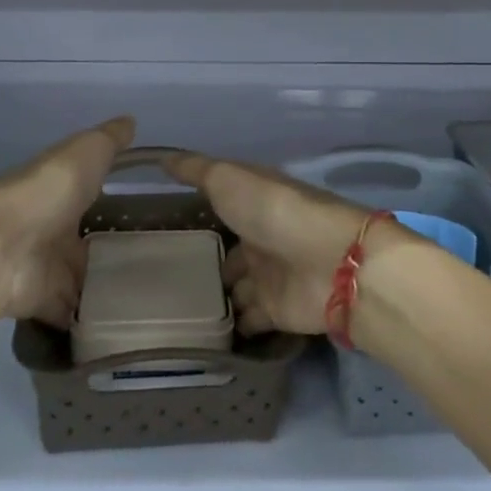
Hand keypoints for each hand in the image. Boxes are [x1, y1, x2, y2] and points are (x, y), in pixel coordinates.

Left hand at [0, 116, 134, 326]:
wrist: (3, 245)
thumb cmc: (49, 189)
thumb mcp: (87, 151)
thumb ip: (110, 140)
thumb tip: (130, 121)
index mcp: (60, 189)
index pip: (86, 191)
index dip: (107, 195)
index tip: (142, 206)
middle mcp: (51, 227)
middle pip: (84, 240)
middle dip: (110, 249)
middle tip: (155, 259)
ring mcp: (47, 267)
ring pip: (82, 278)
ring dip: (105, 285)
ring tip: (151, 294)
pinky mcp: (46, 302)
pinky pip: (74, 313)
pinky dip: (91, 320)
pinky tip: (124, 321)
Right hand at [163, 152, 382, 334]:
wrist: (327, 261)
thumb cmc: (273, 210)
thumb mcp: (228, 179)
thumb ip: (196, 171)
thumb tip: (162, 157)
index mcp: (253, 200)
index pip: (222, 203)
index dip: (200, 207)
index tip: (167, 220)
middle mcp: (261, 236)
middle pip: (228, 249)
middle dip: (205, 260)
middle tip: (162, 274)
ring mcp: (269, 275)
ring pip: (236, 286)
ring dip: (215, 295)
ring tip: (173, 308)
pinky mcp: (275, 311)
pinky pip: (246, 320)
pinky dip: (230, 326)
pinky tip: (198, 334)